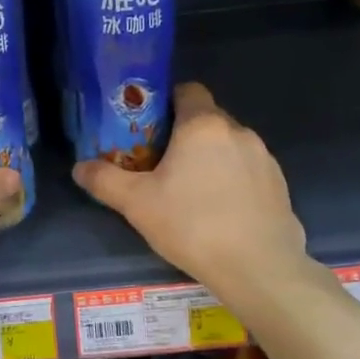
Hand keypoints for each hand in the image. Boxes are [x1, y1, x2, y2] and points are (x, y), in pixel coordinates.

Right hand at [74, 82, 306, 297]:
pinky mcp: (280, 184)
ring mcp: (264, 158)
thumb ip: (105, 181)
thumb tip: (79, 168)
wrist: (259, 268)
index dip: (166, 102)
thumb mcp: (137, 204)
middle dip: (184, 134)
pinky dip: (233, 180)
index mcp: (203, 125)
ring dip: (210, 158)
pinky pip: (248, 170)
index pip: (187, 90)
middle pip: (206, 118)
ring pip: (229, 145)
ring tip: (191, 191)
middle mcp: (238, 131)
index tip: (148, 127)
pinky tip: (220, 211)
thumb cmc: (193, 225)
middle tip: (160, 163)